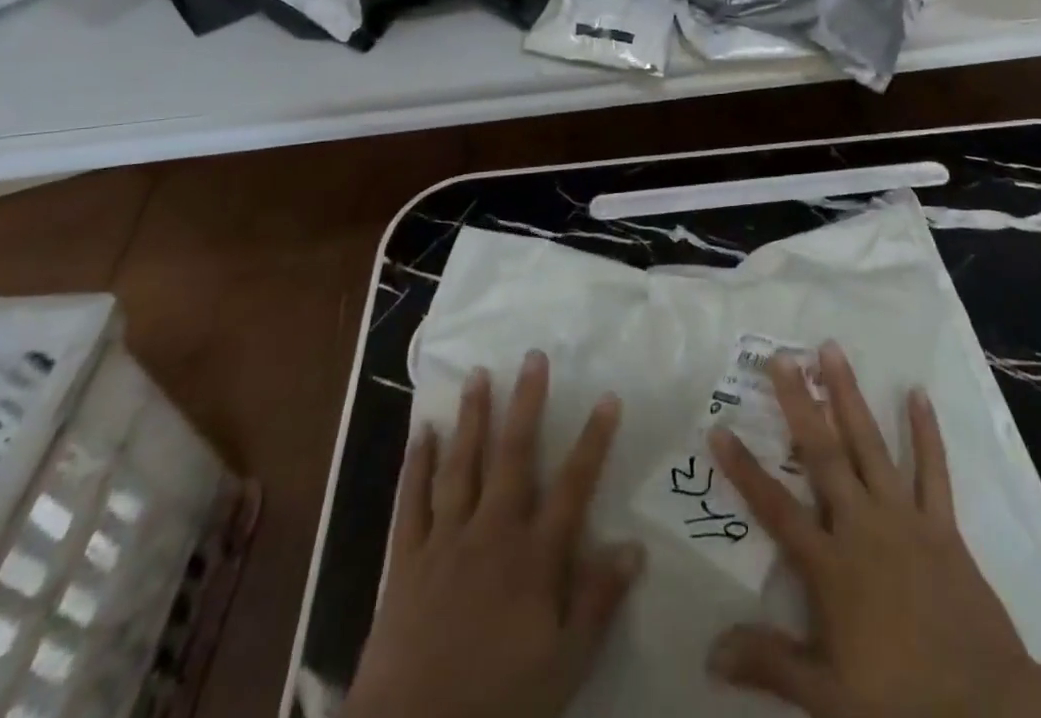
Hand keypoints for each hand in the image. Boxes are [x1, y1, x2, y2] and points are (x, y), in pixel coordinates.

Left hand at [346, 351, 642, 717]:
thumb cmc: (497, 705)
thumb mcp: (563, 667)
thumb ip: (597, 603)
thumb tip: (635, 547)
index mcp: (533, 557)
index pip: (573, 485)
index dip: (593, 440)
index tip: (607, 397)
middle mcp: (491, 533)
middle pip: (513, 455)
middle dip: (526, 404)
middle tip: (532, 357)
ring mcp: (445, 541)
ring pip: (461, 464)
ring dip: (472, 417)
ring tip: (478, 375)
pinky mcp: (406, 560)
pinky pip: (412, 501)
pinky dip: (416, 464)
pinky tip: (422, 432)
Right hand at [706, 341, 1040, 717]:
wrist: (987, 709)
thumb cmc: (901, 703)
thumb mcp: (827, 696)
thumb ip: (770, 663)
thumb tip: (710, 653)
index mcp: (831, 565)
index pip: (776, 509)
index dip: (745, 470)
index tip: (719, 429)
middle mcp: (862, 526)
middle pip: (823, 455)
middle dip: (799, 404)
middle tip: (782, 358)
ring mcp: (904, 517)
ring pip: (870, 445)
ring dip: (849, 396)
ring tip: (832, 351)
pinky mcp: (941, 523)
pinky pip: (932, 469)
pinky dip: (925, 430)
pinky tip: (917, 392)